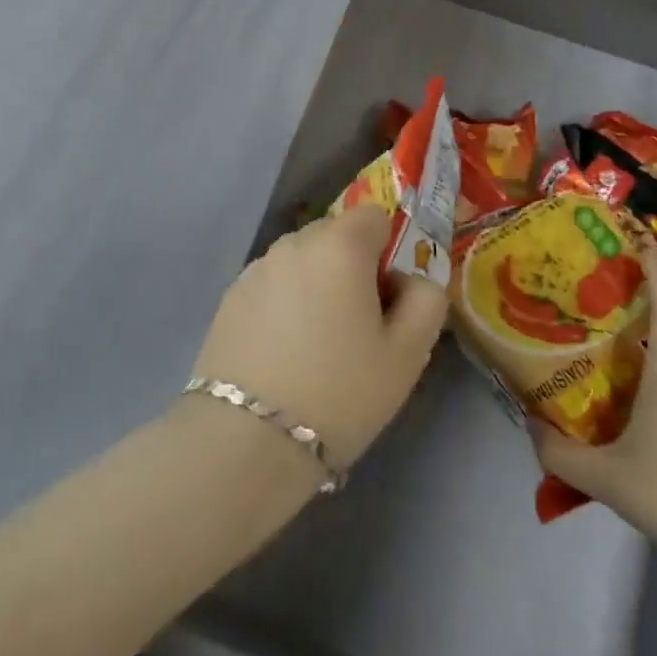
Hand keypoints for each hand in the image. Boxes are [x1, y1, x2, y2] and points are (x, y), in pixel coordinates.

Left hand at [190, 203, 448, 469]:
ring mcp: (256, 268)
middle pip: (335, 237)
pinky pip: (272, 286)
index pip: (373, 217)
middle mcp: (293, 243)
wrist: (248, 438)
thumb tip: (412, 280)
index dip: (387, 251)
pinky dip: (284, 305)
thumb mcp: (408, 354)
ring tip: (317, 347)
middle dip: (351, 268)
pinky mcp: (230, 298)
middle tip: (357, 328)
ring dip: (316, 285)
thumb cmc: (341, 391)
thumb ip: (426, 301)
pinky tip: (283, 355)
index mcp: (339, 245)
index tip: (386, 299)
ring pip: (302, 262)